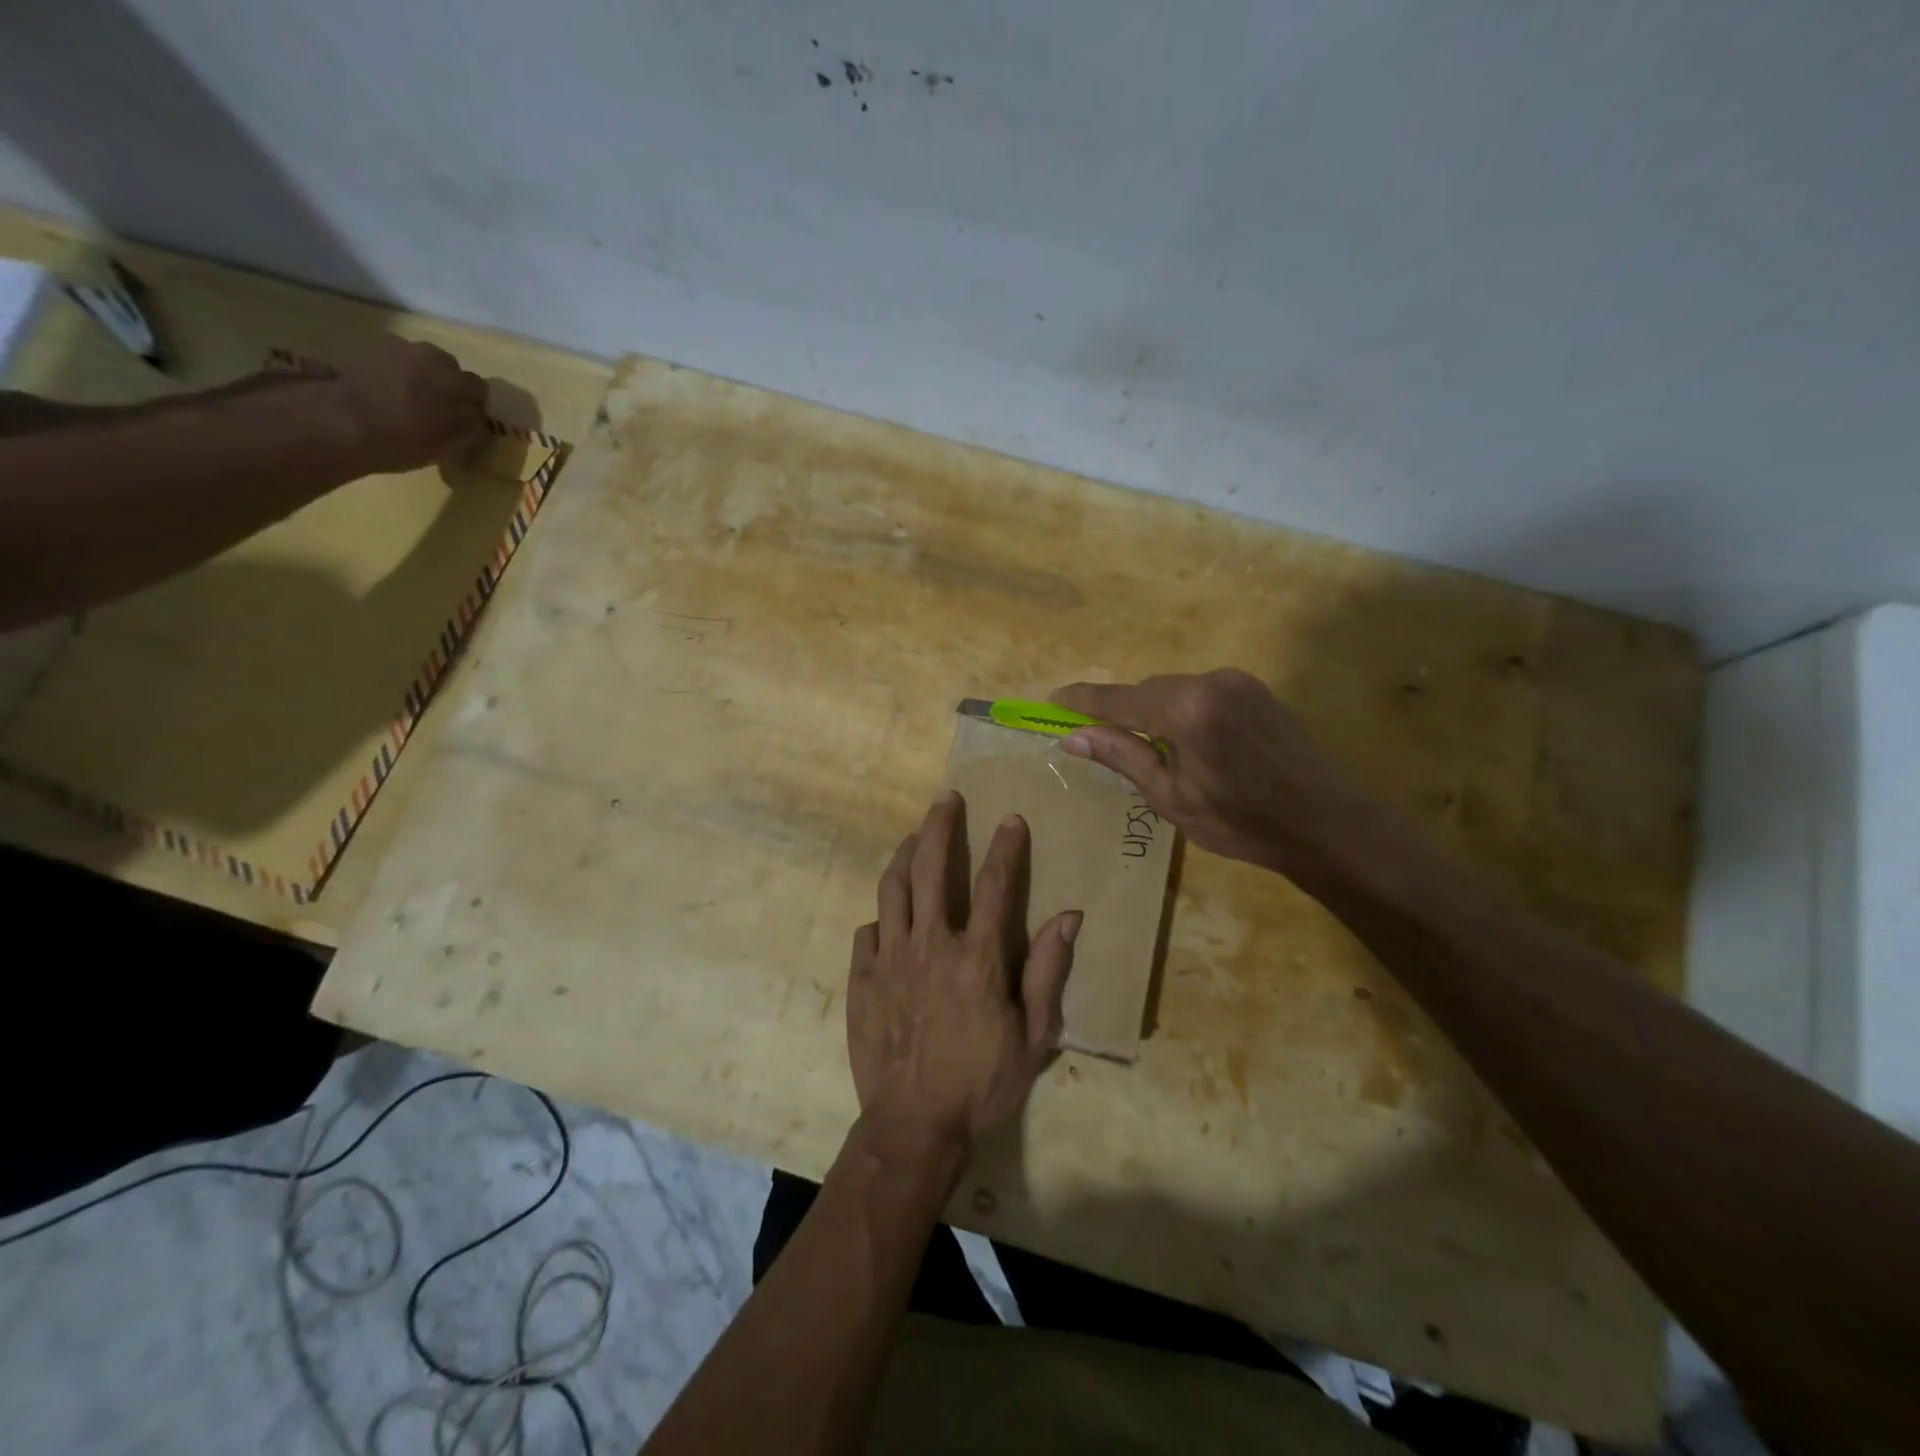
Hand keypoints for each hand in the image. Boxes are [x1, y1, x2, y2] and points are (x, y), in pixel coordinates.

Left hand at [328, 336, 488, 473]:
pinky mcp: (363, 350)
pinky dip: (393, 374)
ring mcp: (393, 348)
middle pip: (447, 367)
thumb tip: (476, 418)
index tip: (469, 421)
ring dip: (419, 376)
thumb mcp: (450, 442)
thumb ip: (469, 425)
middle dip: (447, 384)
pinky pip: (389, 361)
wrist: (341, 422)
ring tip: (410, 400)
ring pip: (417, 361)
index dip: (476, 405)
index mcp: (455, 379)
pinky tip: (386, 393)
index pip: (478, 387)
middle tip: (439, 409)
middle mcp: (428, 354)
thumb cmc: (405, 437)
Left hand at [847, 791, 1080, 1151]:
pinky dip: (881, 916)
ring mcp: (890, 958)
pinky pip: (868, 931)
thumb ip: (1047, 972)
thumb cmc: (981, 1084)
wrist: (913, 1126)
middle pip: (930, 868)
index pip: (993, 885)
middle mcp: (930, 944)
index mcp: (976, 957)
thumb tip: (1068, 917)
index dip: (1005, 847)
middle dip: (939, 826)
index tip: (1010, 819)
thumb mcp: (1033, 1037)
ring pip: (891, 888)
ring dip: (903, 855)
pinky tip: (888, 916)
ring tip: (912, 836)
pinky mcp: (862, 979)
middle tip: (946, 798)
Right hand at [1053, 669, 1386, 884]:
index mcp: (1186, 709)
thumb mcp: (1172, 797)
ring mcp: (1238, 681)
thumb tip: (1073, 737)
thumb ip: (1123, 757)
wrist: (1328, 823)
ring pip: (1174, 689)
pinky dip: (1183, 710)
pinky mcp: (1256, 689)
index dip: (1083, 701)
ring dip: (1154, 712)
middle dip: (1122, 712)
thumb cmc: (1243, 822)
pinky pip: (1202, 692)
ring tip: (1154, 752)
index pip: (1118, 699)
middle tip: (1103, 741)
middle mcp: (1210, 681)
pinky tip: (1190, 743)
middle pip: (1147, 690)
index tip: (1053, 700)